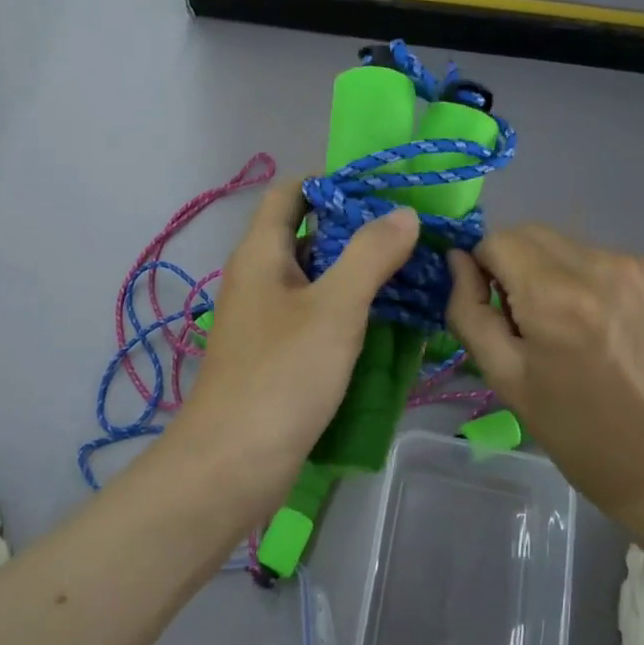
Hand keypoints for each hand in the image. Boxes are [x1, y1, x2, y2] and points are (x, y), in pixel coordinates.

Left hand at [183, 183, 419, 498]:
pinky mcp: (276, 355)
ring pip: (314, 279)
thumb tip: (403, 213)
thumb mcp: (334, 308)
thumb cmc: (282, 376)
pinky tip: (385, 319)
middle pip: (306, 234)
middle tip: (410, 230)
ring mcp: (265, 319)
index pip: (291, 192)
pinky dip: (347, 309)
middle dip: (355, 228)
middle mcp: (258, 278)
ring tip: (409, 269)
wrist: (233, 464)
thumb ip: (370, 255)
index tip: (383, 187)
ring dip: (355, 271)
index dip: (331, 180)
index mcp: (261, 253)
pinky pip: (314, 316)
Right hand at [446, 225, 643, 526]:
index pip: (497, 240)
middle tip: (525, 319)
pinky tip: (598, 323)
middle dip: (513, 265)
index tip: (496, 310)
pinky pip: (598, 257)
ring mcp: (635, 266)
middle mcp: (599, 265)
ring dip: (548, 270)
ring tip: (566, 325)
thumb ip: (470, 311)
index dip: (485, 269)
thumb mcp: (505, 378)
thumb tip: (458, 261)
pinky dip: (583, 279)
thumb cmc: (576, 430)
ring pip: (564, 244)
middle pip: (530, 233)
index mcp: (556, 296)